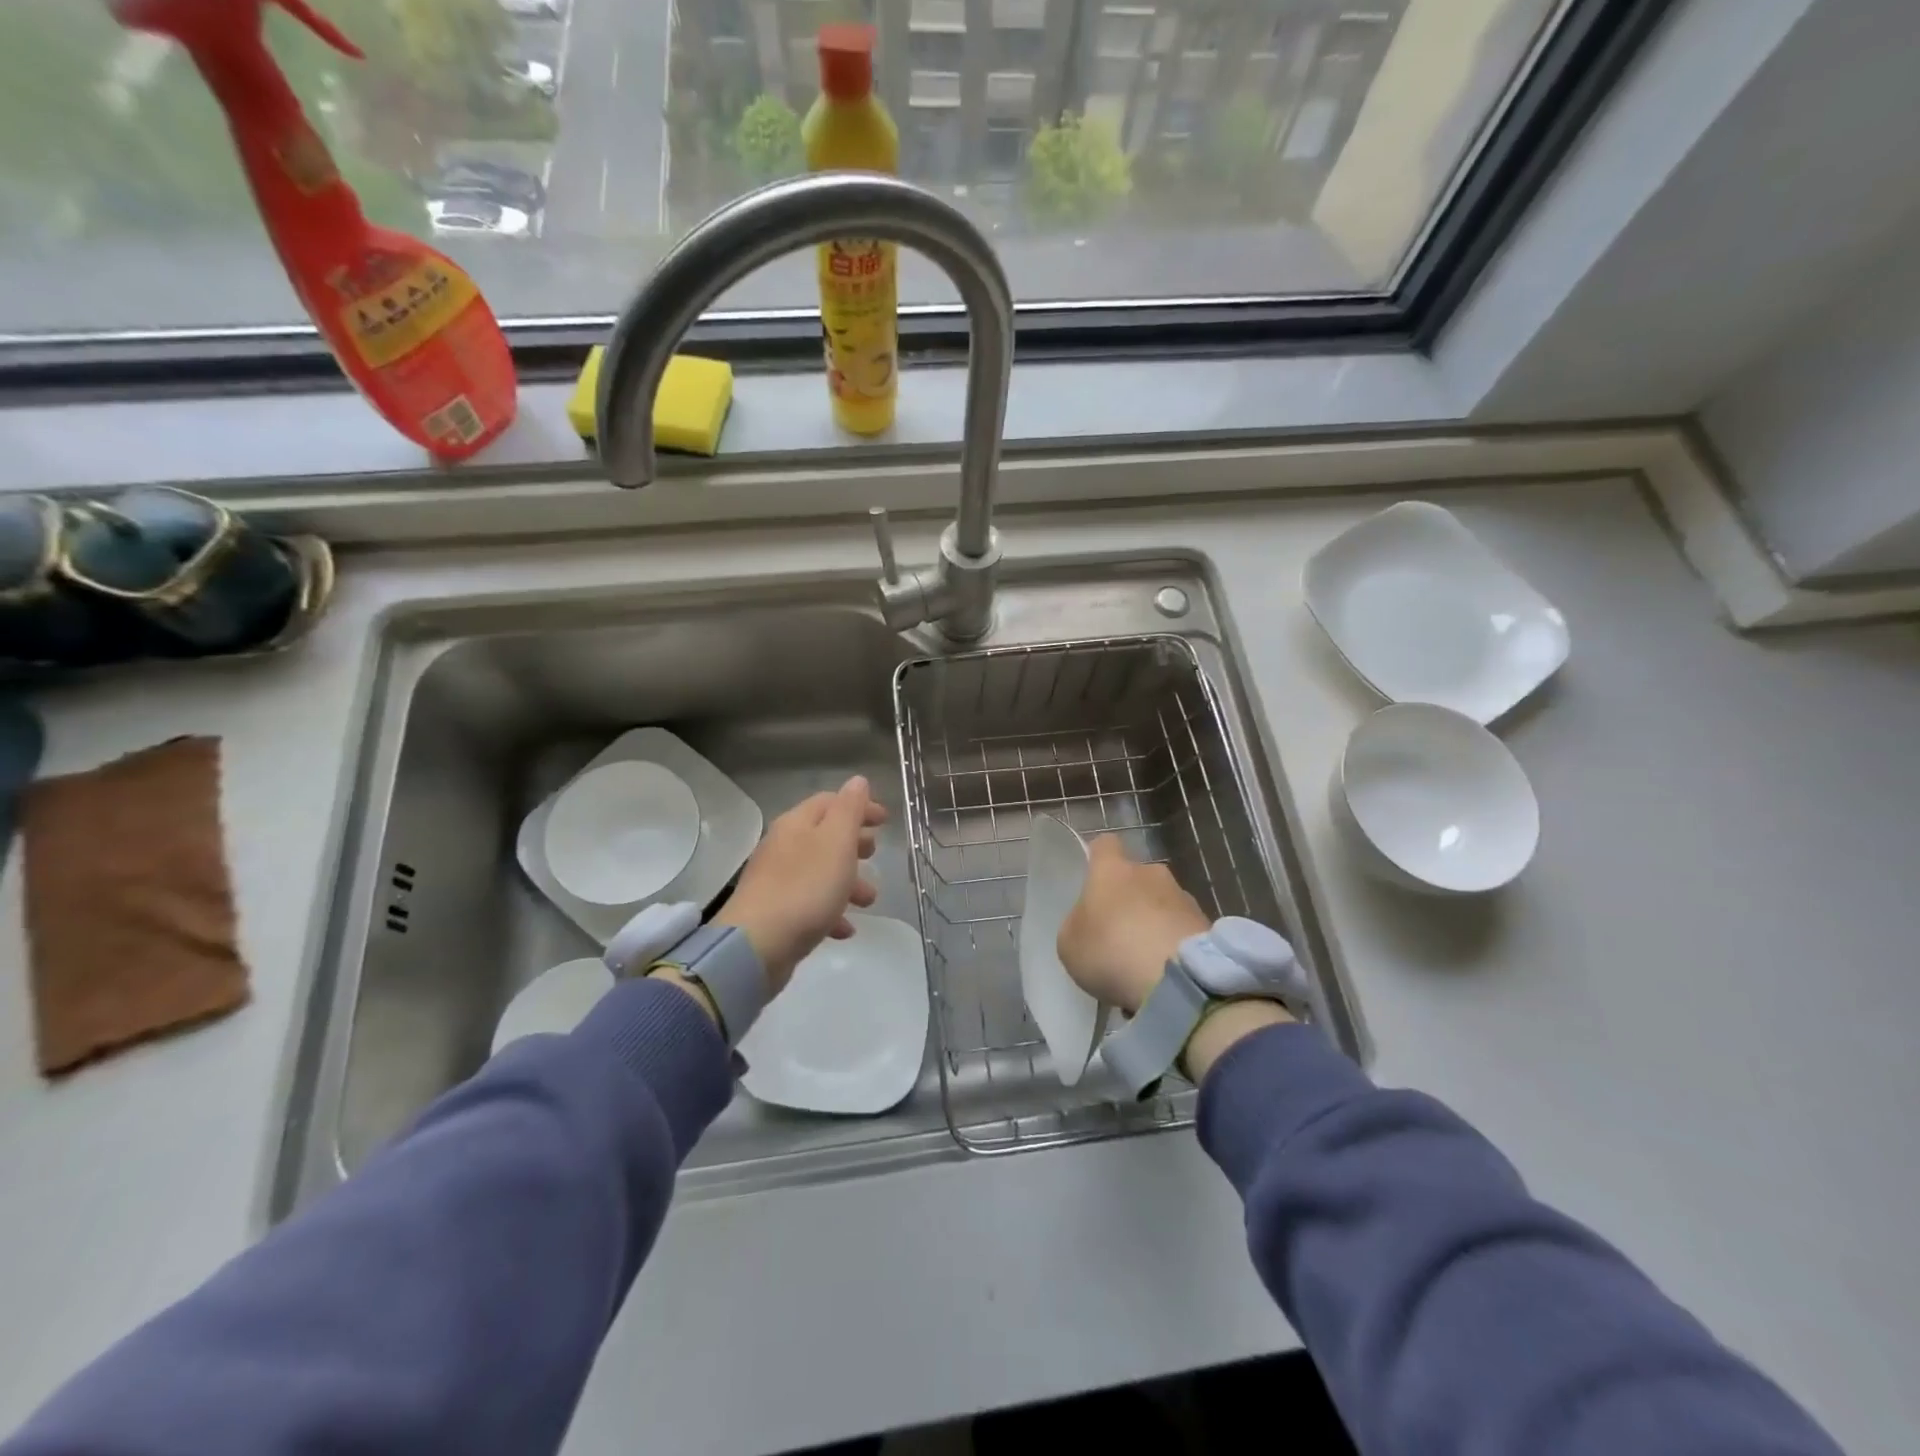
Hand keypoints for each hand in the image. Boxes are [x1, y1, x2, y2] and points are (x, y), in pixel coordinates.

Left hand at [711, 776, 886, 994]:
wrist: (757, 945)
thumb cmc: (806, 888)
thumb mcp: (837, 842)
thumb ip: (849, 810)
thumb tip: (857, 781)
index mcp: (797, 823)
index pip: (830, 802)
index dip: (859, 807)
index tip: (885, 821)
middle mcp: (783, 846)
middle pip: (824, 836)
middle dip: (853, 843)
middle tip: (874, 854)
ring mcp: (776, 880)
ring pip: (819, 871)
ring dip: (847, 881)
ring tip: (868, 900)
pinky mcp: (775, 912)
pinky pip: (809, 904)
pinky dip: (830, 911)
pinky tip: (845, 929)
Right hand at [1056, 835, 1209, 1014]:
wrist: (1178, 981)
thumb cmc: (1112, 952)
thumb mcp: (1070, 943)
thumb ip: (1078, 923)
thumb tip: (1091, 920)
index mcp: (1113, 870)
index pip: (1104, 844)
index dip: (1097, 858)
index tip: (1091, 879)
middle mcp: (1151, 873)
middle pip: (1136, 876)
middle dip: (1129, 897)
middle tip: (1117, 931)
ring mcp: (1184, 897)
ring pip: (1162, 902)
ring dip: (1154, 921)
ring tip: (1145, 959)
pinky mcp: (1208, 924)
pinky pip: (1182, 928)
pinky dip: (1174, 943)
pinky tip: (1166, 972)